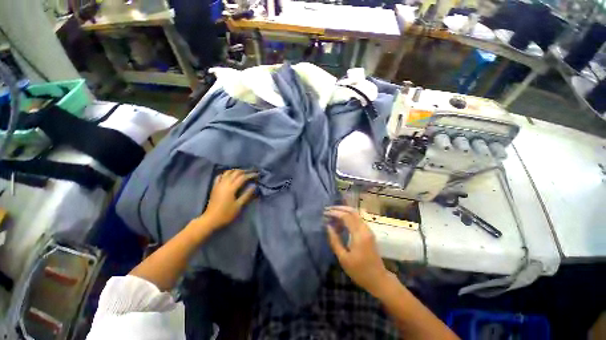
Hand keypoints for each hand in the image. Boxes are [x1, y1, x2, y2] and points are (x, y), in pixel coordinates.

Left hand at [201, 169, 256, 230]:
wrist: (210, 219)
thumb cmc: (226, 214)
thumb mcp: (238, 205)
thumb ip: (246, 195)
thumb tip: (254, 186)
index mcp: (231, 188)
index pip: (243, 177)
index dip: (250, 175)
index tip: (257, 175)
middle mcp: (225, 183)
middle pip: (235, 173)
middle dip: (244, 171)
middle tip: (251, 172)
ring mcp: (218, 184)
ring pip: (228, 172)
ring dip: (236, 171)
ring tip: (242, 172)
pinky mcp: (214, 187)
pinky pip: (220, 176)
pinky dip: (226, 173)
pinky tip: (229, 175)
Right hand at [325, 206, 394, 297]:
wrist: (379, 279)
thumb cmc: (359, 271)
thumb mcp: (343, 258)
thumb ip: (335, 241)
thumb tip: (328, 226)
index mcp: (359, 235)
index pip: (346, 216)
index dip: (335, 213)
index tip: (325, 213)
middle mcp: (365, 229)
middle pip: (352, 211)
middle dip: (339, 208)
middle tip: (328, 209)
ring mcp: (368, 230)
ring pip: (355, 214)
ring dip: (344, 211)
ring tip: (332, 214)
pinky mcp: (369, 232)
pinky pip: (357, 219)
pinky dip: (348, 217)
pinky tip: (341, 221)